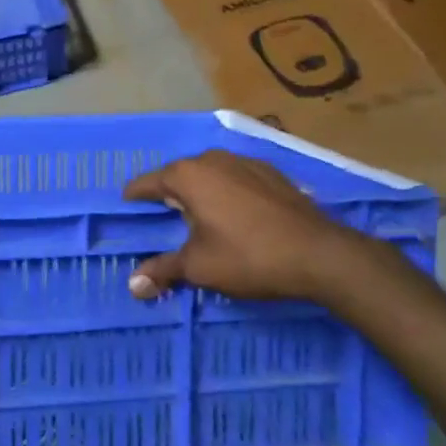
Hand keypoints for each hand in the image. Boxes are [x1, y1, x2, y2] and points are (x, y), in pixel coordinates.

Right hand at [122, 149, 369, 301]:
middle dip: (168, 194)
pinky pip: (236, 178)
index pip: (148, 182)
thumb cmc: (248, 257)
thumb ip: (163, 270)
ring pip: (209, 174)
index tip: (126, 207)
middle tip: (162, 218)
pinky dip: (227, 192)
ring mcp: (244, 161)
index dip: (134, 197)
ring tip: (198, 217)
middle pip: (178, 175)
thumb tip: (132, 286)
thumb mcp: (199, 268)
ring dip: (200, 192)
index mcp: (187, 175)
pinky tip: (235, 215)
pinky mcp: (271, 172)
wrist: (320, 253)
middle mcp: (212, 159)